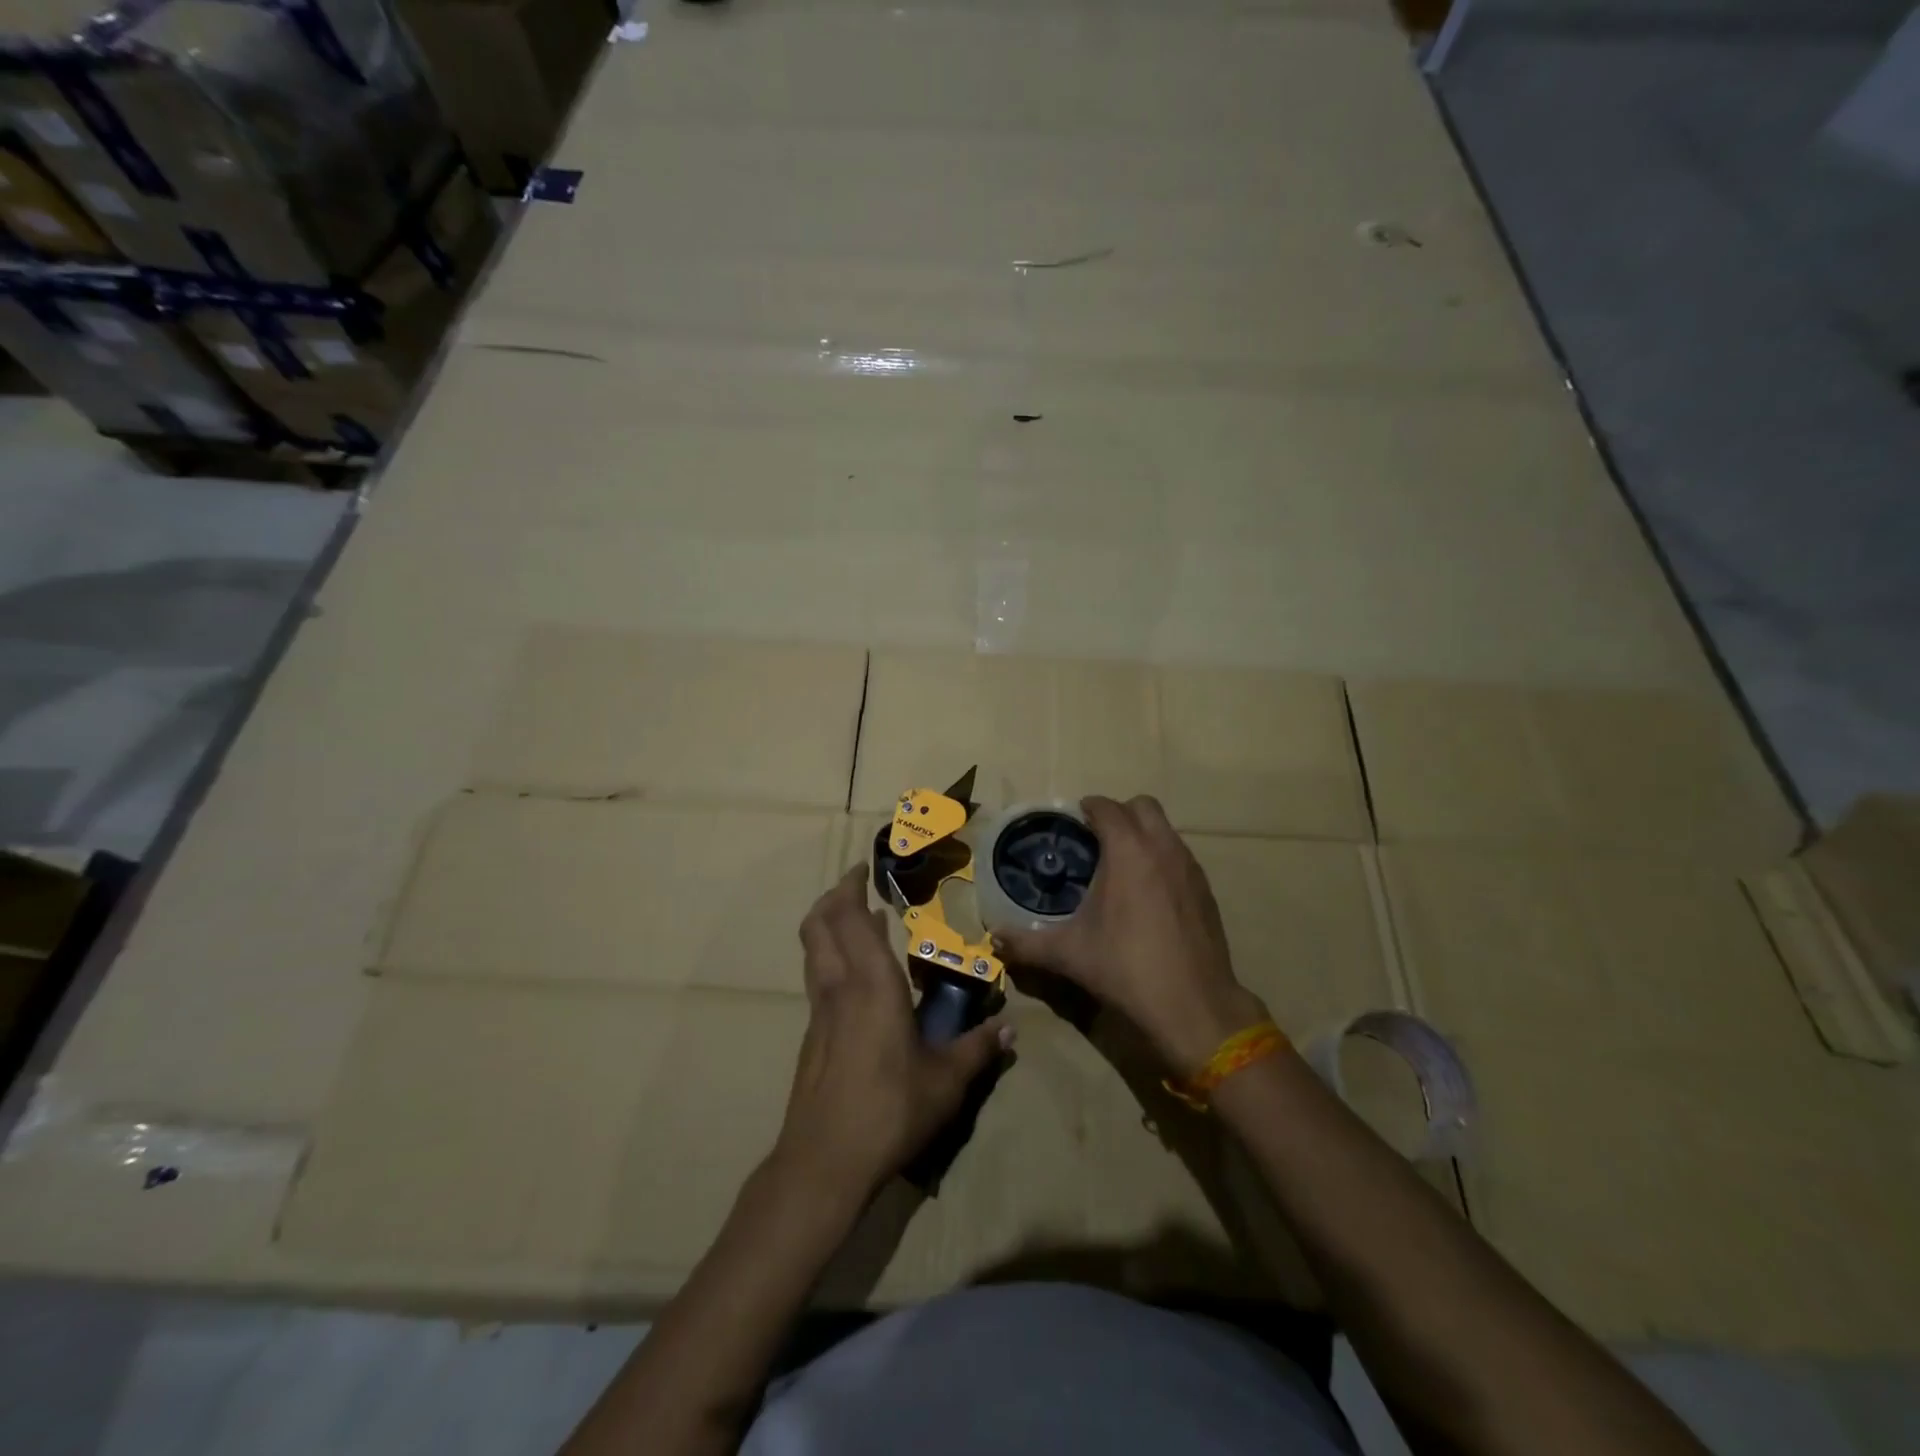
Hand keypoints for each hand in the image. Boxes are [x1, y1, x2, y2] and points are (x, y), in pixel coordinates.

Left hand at [772, 866, 1011, 1205]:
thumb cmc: (889, 1111)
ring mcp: (819, 1013)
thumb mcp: (946, 1082)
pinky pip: (818, 978)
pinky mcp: (812, 1037)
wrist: (823, 1163)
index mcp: (871, 986)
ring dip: (829, 925)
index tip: (864, 868)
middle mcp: (839, 988)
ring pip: (813, 951)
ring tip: (860, 920)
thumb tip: (1010, 1028)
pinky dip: (831, 958)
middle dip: (833, 897)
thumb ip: (978, 1049)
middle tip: (857, 884)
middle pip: (819, 925)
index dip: (851, 887)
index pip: (851, 919)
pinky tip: (858, 979)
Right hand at [994, 795, 1267, 1074]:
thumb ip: (1026, 943)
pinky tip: (1148, 895)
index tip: (1072, 822)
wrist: (1194, 1006)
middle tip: (1097, 839)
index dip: (1088, 808)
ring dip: (1143, 835)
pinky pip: (1180, 857)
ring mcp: (1190, 868)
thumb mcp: (1069, 954)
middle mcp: (1163, 848)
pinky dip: (1162, 859)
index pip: (1107, 807)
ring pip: (1166, 830)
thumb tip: (994, 939)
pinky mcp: (1207, 891)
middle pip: (1143, 806)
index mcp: (1128, 851)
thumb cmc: (1126, 968)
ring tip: (1121, 866)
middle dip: (1119, 814)